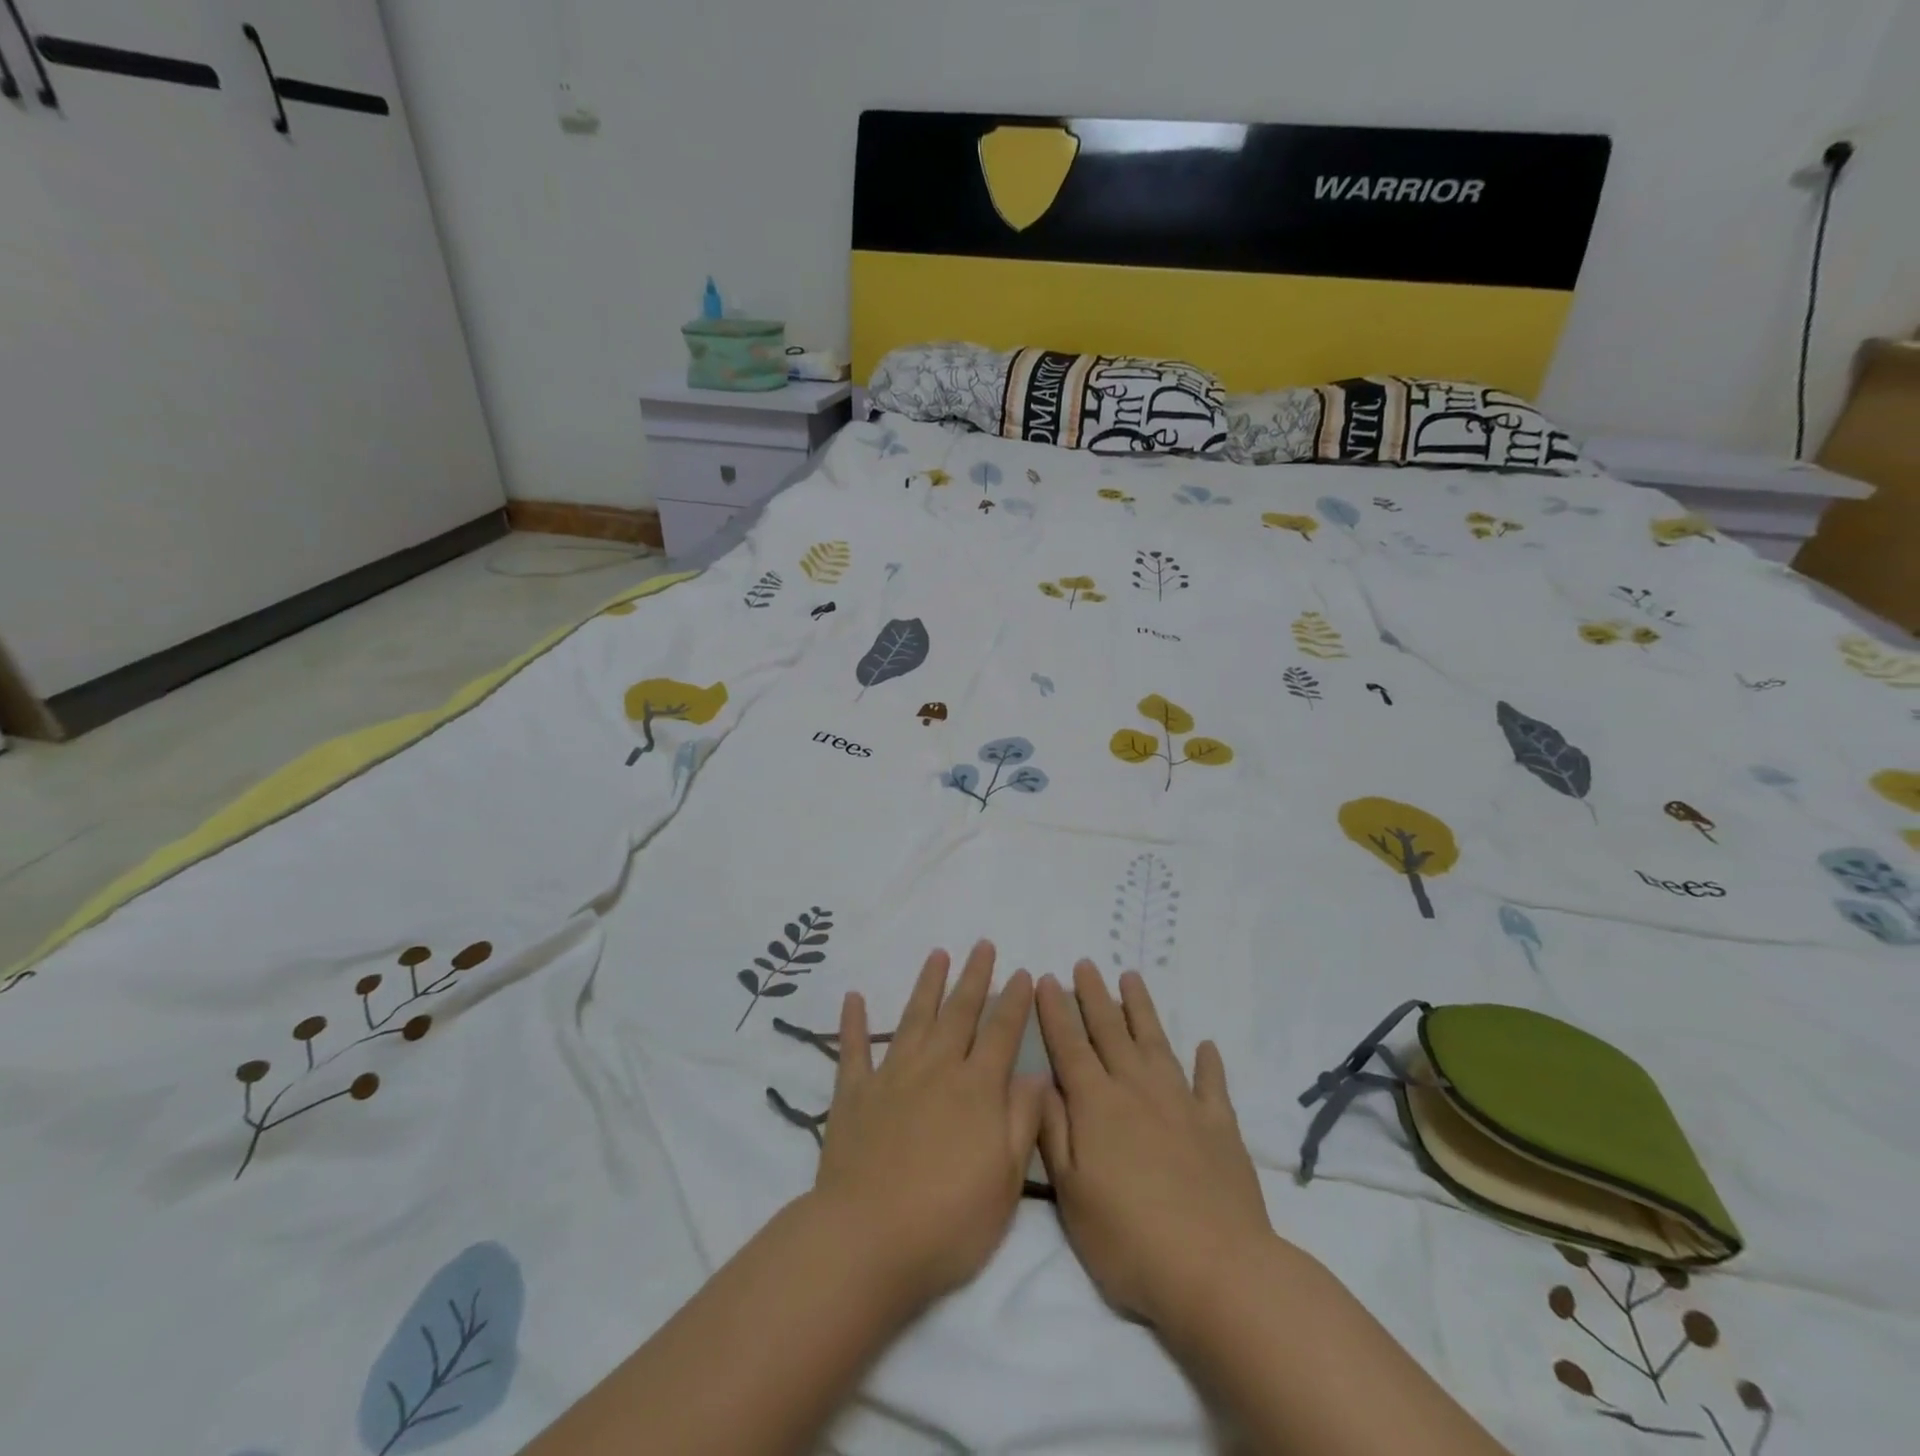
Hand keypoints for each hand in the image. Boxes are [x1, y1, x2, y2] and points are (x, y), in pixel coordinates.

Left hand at [812, 942, 1046, 1307]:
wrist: (868, 1241)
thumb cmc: (949, 1220)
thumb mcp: (1006, 1180)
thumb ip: (1022, 1120)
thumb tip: (1037, 1073)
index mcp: (976, 1089)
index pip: (1002, 1033)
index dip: (1014, 1001)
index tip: (1022, 972)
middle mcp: (936, 1069)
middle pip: (959, 1013)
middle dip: (974, 977)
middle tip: (982, 944)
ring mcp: (891, 1077)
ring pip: (914, 1019)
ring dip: (927, 985)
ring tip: (937, 955)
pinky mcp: (853, 1095)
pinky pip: (853, 1050)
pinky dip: (853, 1023)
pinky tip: (853, 997)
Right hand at [1037, 962, 1271, 1327]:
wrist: (1216, 1270)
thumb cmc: (1129, 1240)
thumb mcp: (1072, 1193)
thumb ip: (1054, 1131)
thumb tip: (1040, 1081)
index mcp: (1097, 1105)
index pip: (1070, 1046)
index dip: (1056, 1011)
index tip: (1047, 978)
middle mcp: (1137, 1090)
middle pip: (1111, 1031)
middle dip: (1094, 996)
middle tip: (1086, 963)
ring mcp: (1182, 1104)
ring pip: (1156, 1043)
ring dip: (1142, 1009)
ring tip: (1131, 978)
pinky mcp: (1220, 1126)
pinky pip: (1211, 1084)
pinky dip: (1207, 1063)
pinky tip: (1205, 1046)